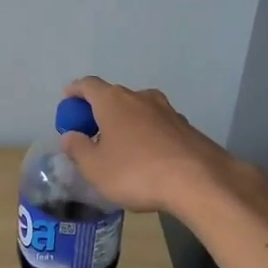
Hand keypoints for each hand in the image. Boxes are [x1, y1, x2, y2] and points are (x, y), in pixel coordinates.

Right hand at [56, 77, 241, 214]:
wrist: (200, 182)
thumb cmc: (136, 172)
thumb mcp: (95, 167)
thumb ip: (78, 149)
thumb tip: (70, 136)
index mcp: (113, 101)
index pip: (88, 85)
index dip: (75, 92)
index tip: (67, 103)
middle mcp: (140, 97)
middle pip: (113, 97)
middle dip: (99, 111)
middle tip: (91, 133)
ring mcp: (168, 111)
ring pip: (138, 111)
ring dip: (126, 123)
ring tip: (120, 148)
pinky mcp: (187, 128)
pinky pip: (158, 126)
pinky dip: (147, 135)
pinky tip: (148, 159)